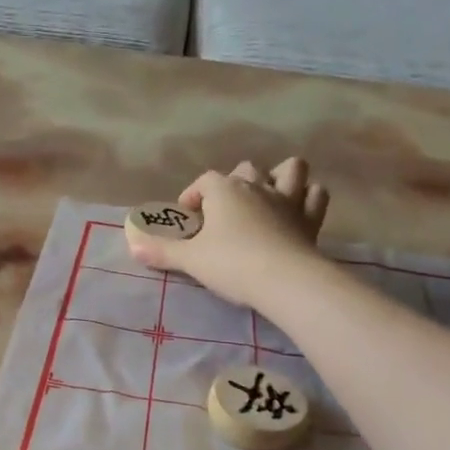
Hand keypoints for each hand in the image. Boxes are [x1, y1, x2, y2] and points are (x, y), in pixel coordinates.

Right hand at [127, 159, 329, 308]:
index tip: (188, 219)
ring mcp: (288, 200)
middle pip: (246, 169)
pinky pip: (316, 196)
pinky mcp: (311, 219)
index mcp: (224, 190)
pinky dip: (309, 198)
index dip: (194, 196)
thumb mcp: (190, 260)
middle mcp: (257, 186)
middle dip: (235, 184)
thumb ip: (162, 251)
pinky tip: (299, 211)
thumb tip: (133, 246)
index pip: (205, 181)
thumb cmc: (231, 264)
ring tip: (269, 197)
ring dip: (281, 177)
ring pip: (290, 169)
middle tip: (225, 212)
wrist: (283, 280)